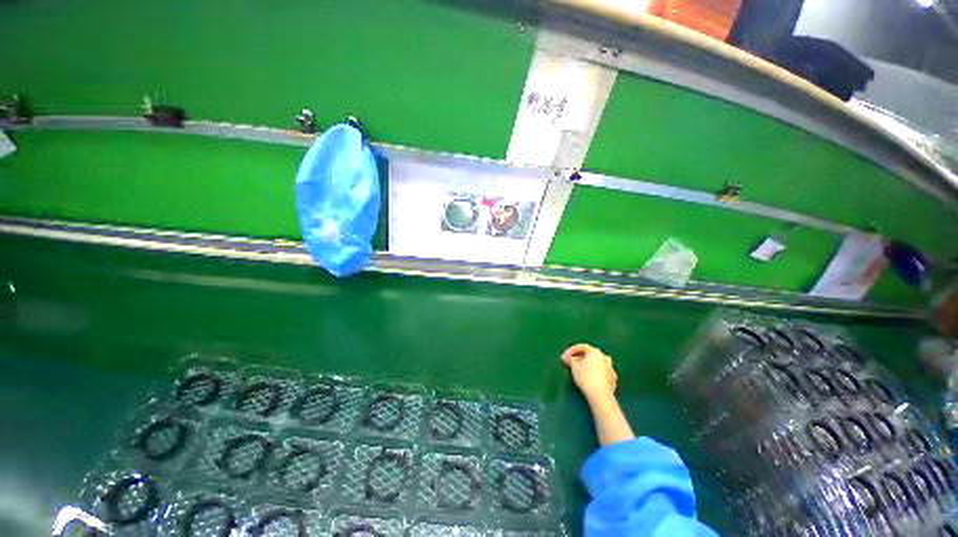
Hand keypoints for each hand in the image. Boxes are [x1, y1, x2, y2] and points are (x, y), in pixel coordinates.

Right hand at [561, 343, 617, 401]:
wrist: (601, 396)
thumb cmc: (586, 377)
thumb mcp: (574, 366)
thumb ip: (570, 359)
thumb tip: (566, 357)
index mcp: (595, 352)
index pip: (581, 347)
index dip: (571, 351)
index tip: (564, 357)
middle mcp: (604, 357)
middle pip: (589, 354)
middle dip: (579, 357)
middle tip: (571, 362)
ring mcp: (610, 368)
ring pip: (596, 363)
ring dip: (587, 365)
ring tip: (579, 370)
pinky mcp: (612, 379)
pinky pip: (600, 371)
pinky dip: (593, 372)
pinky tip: (588, 378)